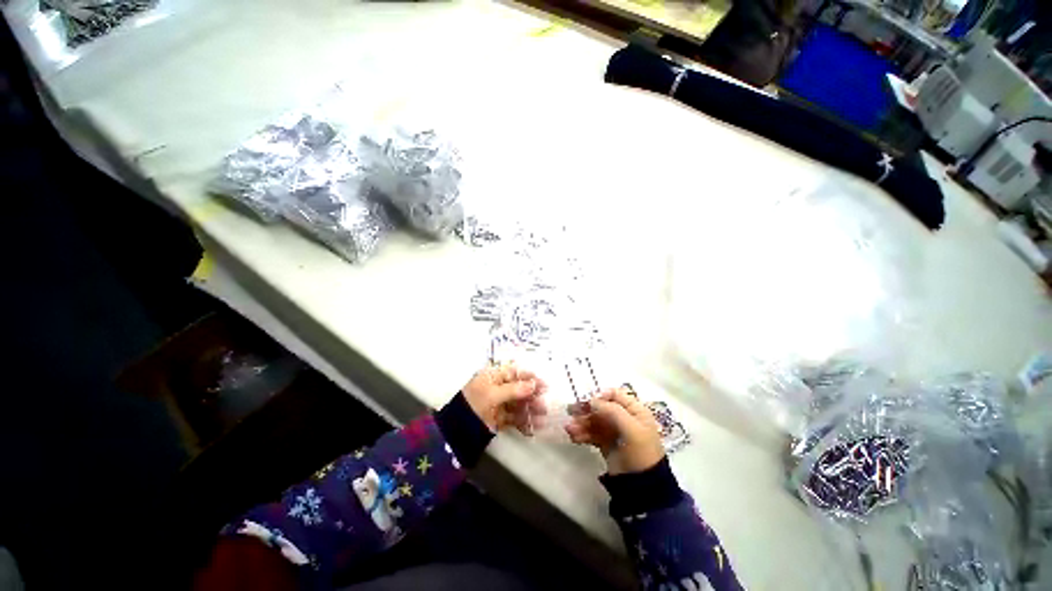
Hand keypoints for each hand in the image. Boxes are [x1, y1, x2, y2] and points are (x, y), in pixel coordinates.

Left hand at [462, 363, 546, 433]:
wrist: (456, 430)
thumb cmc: (474, 404)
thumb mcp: (492, 394)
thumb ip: (514, 389)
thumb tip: (533, 384)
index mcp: (493, 377)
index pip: (515, 373)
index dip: (529, 377)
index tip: (543, 383)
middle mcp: (498, 388)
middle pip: (519, 388)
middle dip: (533, 394)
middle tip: (545, 400)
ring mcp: (499, 404)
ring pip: (519, 403)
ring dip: (531, 408)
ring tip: (543, 414)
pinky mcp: (500, 419)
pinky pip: (515, 418)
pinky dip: (525, 421)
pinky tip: (535, 426)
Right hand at [565, 387, 664, 474]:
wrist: (642, 486)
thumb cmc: (640, 452)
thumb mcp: (631, 429)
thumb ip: (612, 411)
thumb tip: (592, 400)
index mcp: (635, 410)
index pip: (615, 394)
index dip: (600, 395)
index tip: (587, 400)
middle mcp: (624, 418)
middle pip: (602, 407)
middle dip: (586, 409)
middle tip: (571, 411)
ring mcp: (614, 431)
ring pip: (594, 420)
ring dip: (581, 423)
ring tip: (569, 428)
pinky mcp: (605, 443)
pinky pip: (591, 433)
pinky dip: (582, 433)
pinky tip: (573, 436)